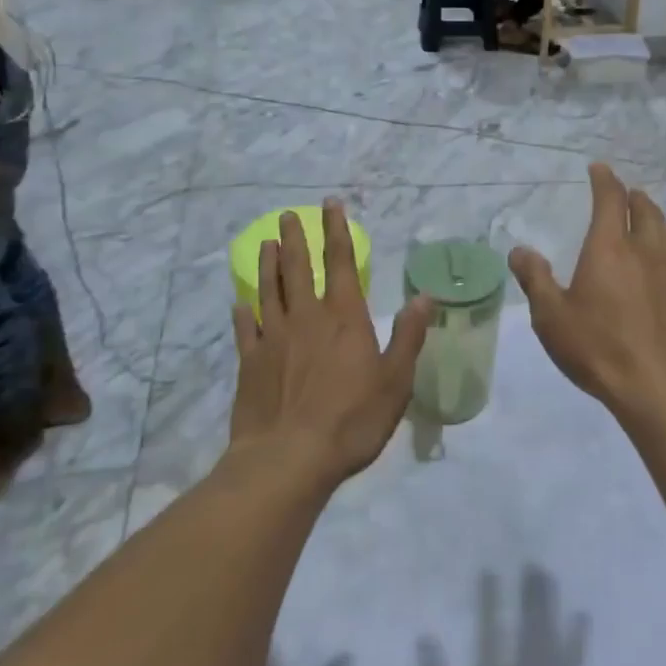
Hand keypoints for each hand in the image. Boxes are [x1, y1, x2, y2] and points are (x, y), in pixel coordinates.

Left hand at [231, 201, 431, 483]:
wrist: (288, 460)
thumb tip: (425, 296)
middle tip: (287, 215)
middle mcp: (306, 317)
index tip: (330, 205)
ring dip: (269, 265)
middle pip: (299, 268)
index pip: (341, 262)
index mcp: (344, 317)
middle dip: (296, 238)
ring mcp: (273, 338)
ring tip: (267, 244)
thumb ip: (409, 335)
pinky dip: (243, 313)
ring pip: (269, 290)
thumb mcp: (396, 380)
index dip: (336, 231)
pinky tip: (240, 303)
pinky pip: (245, 329)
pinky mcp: (249, 364)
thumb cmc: (352, 419)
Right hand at [509, 164, 665, 412]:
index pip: (610, 200)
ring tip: (649, 221)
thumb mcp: (551, 316)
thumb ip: (535, 279)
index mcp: (610, 248)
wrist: (659, 387)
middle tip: (627, 193)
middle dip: (635, 198)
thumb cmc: (598, 347)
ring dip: (656, 221)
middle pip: (646, 212)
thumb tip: (519, 250)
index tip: (599, 168)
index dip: (604, 180)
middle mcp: (645, 253)